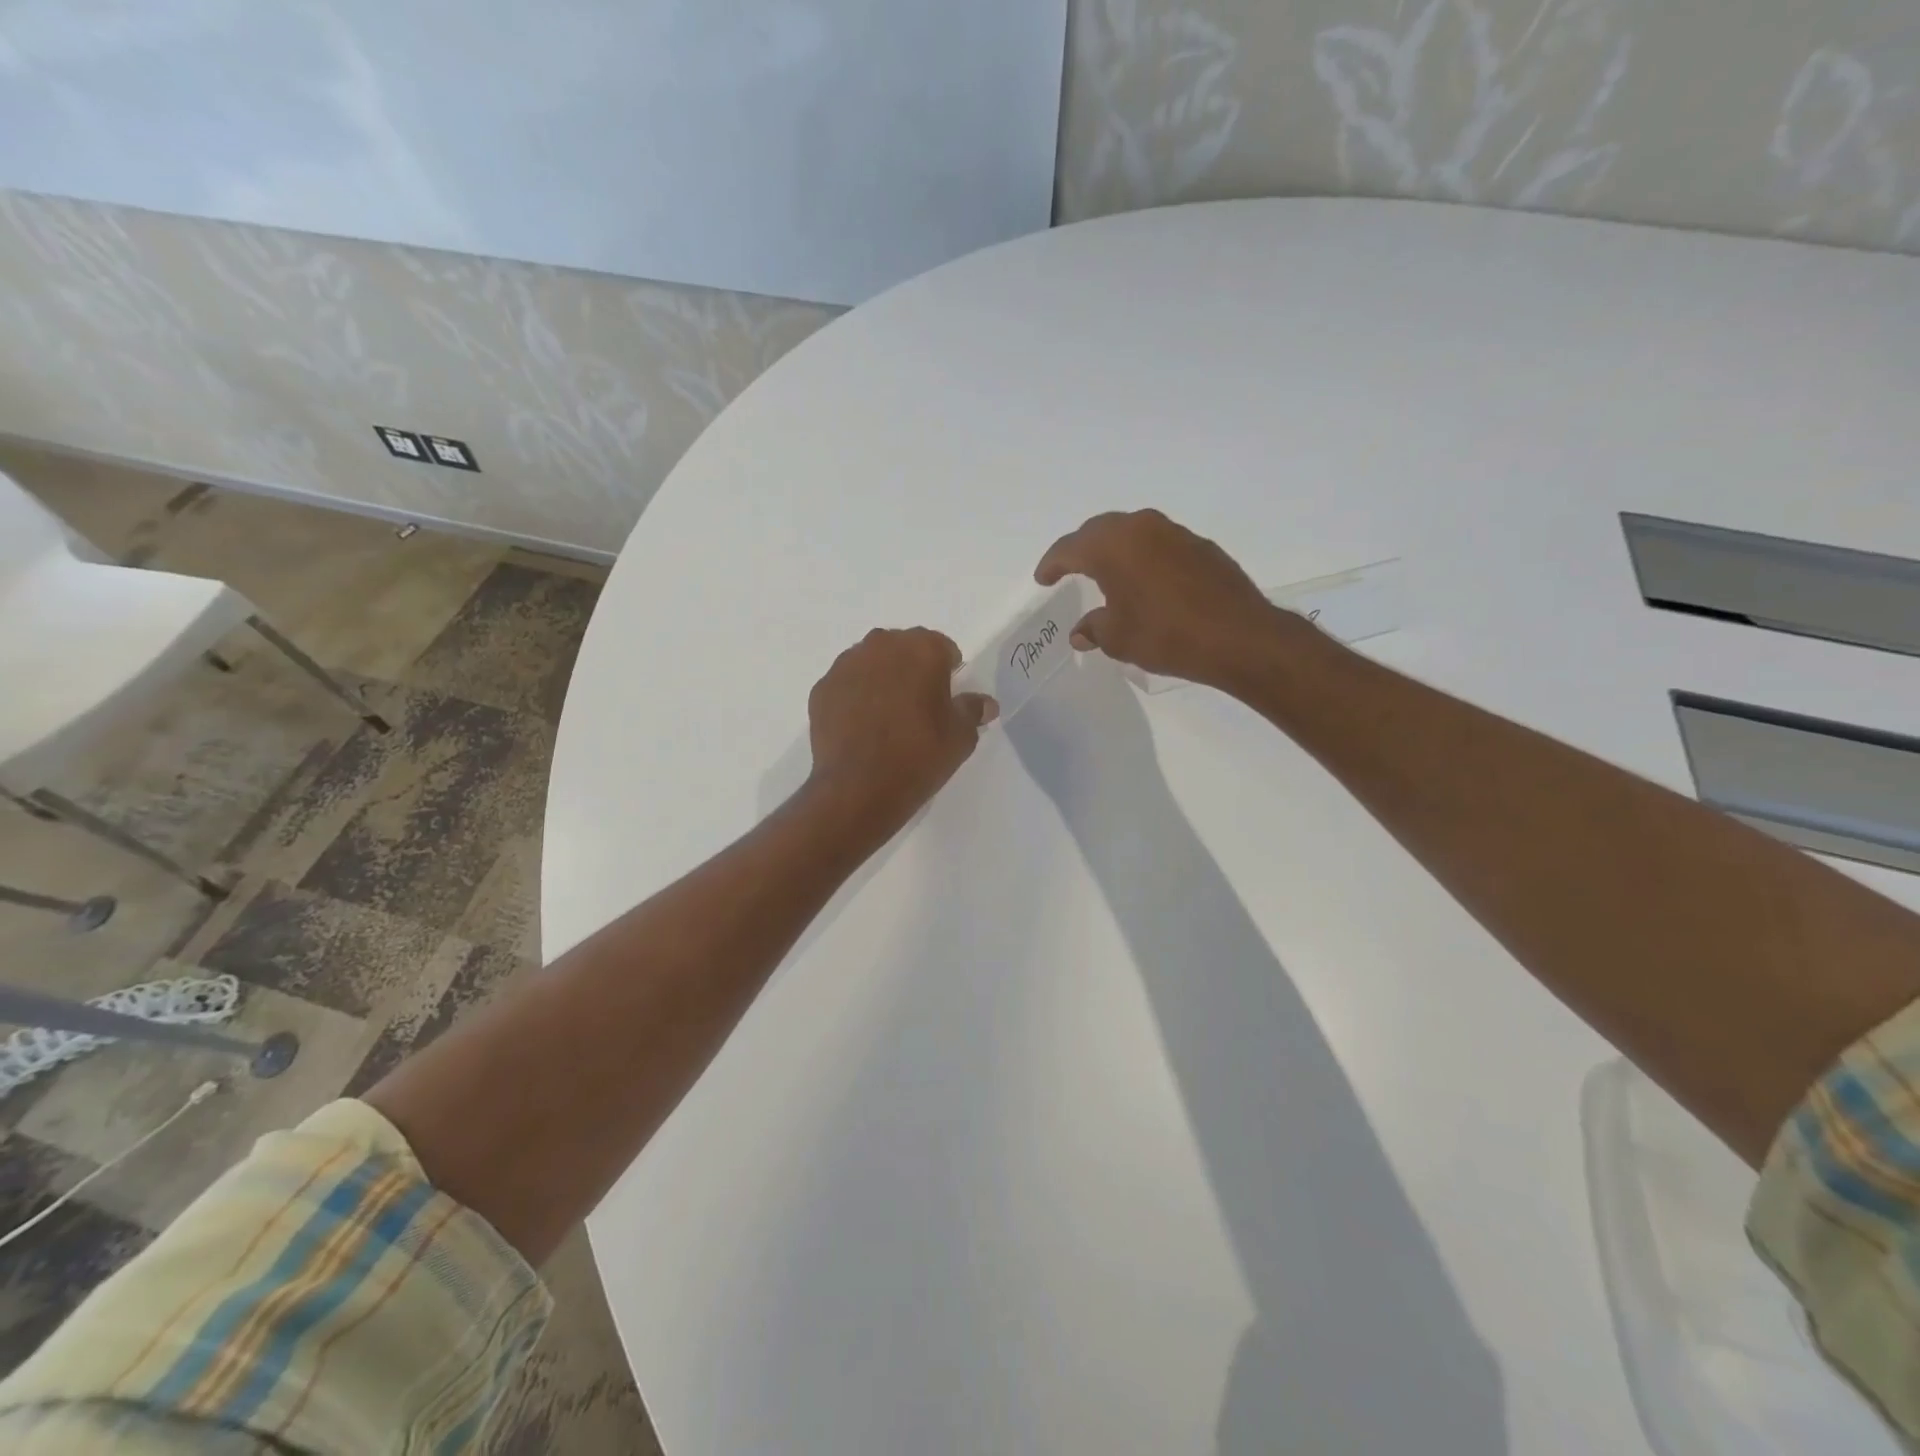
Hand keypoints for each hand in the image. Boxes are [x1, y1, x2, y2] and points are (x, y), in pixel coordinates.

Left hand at [805, 628, 997, 835]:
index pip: (942, 648)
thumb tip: (985, 703)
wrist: (858, 789)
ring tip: (887, 718)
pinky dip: (855, 698)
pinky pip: (847, 685)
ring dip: (881, 681)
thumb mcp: (960, 737)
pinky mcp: (822, 689)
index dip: (948, 672)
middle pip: (903, 650)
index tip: (947, 699)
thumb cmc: (919, 755)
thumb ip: (972, 710)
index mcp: (921, 648)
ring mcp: (846, 665)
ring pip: (871, 664)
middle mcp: (881, 646)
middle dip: (912, 670)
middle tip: (918, 707)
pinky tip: (861, 728)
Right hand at [1035, 509, 1298, 690]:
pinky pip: (1159, 544)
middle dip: (1081, 549)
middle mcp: (1141, 528)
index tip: (1043, 579)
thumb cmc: (1165, 635)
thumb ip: (1094, 628)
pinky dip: (1144, 558)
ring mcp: (1175, 533)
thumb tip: (1080, 632)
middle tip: (1069, 569)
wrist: (1238, 636)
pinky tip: (1147, 581)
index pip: (1069, 548)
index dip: (1052, 564)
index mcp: (1112, 545)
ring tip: (1107, 572)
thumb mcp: (1119, 638)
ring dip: (1115, 549)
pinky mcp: (1201, 546)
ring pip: (1133, 533)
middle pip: (1100, 531)